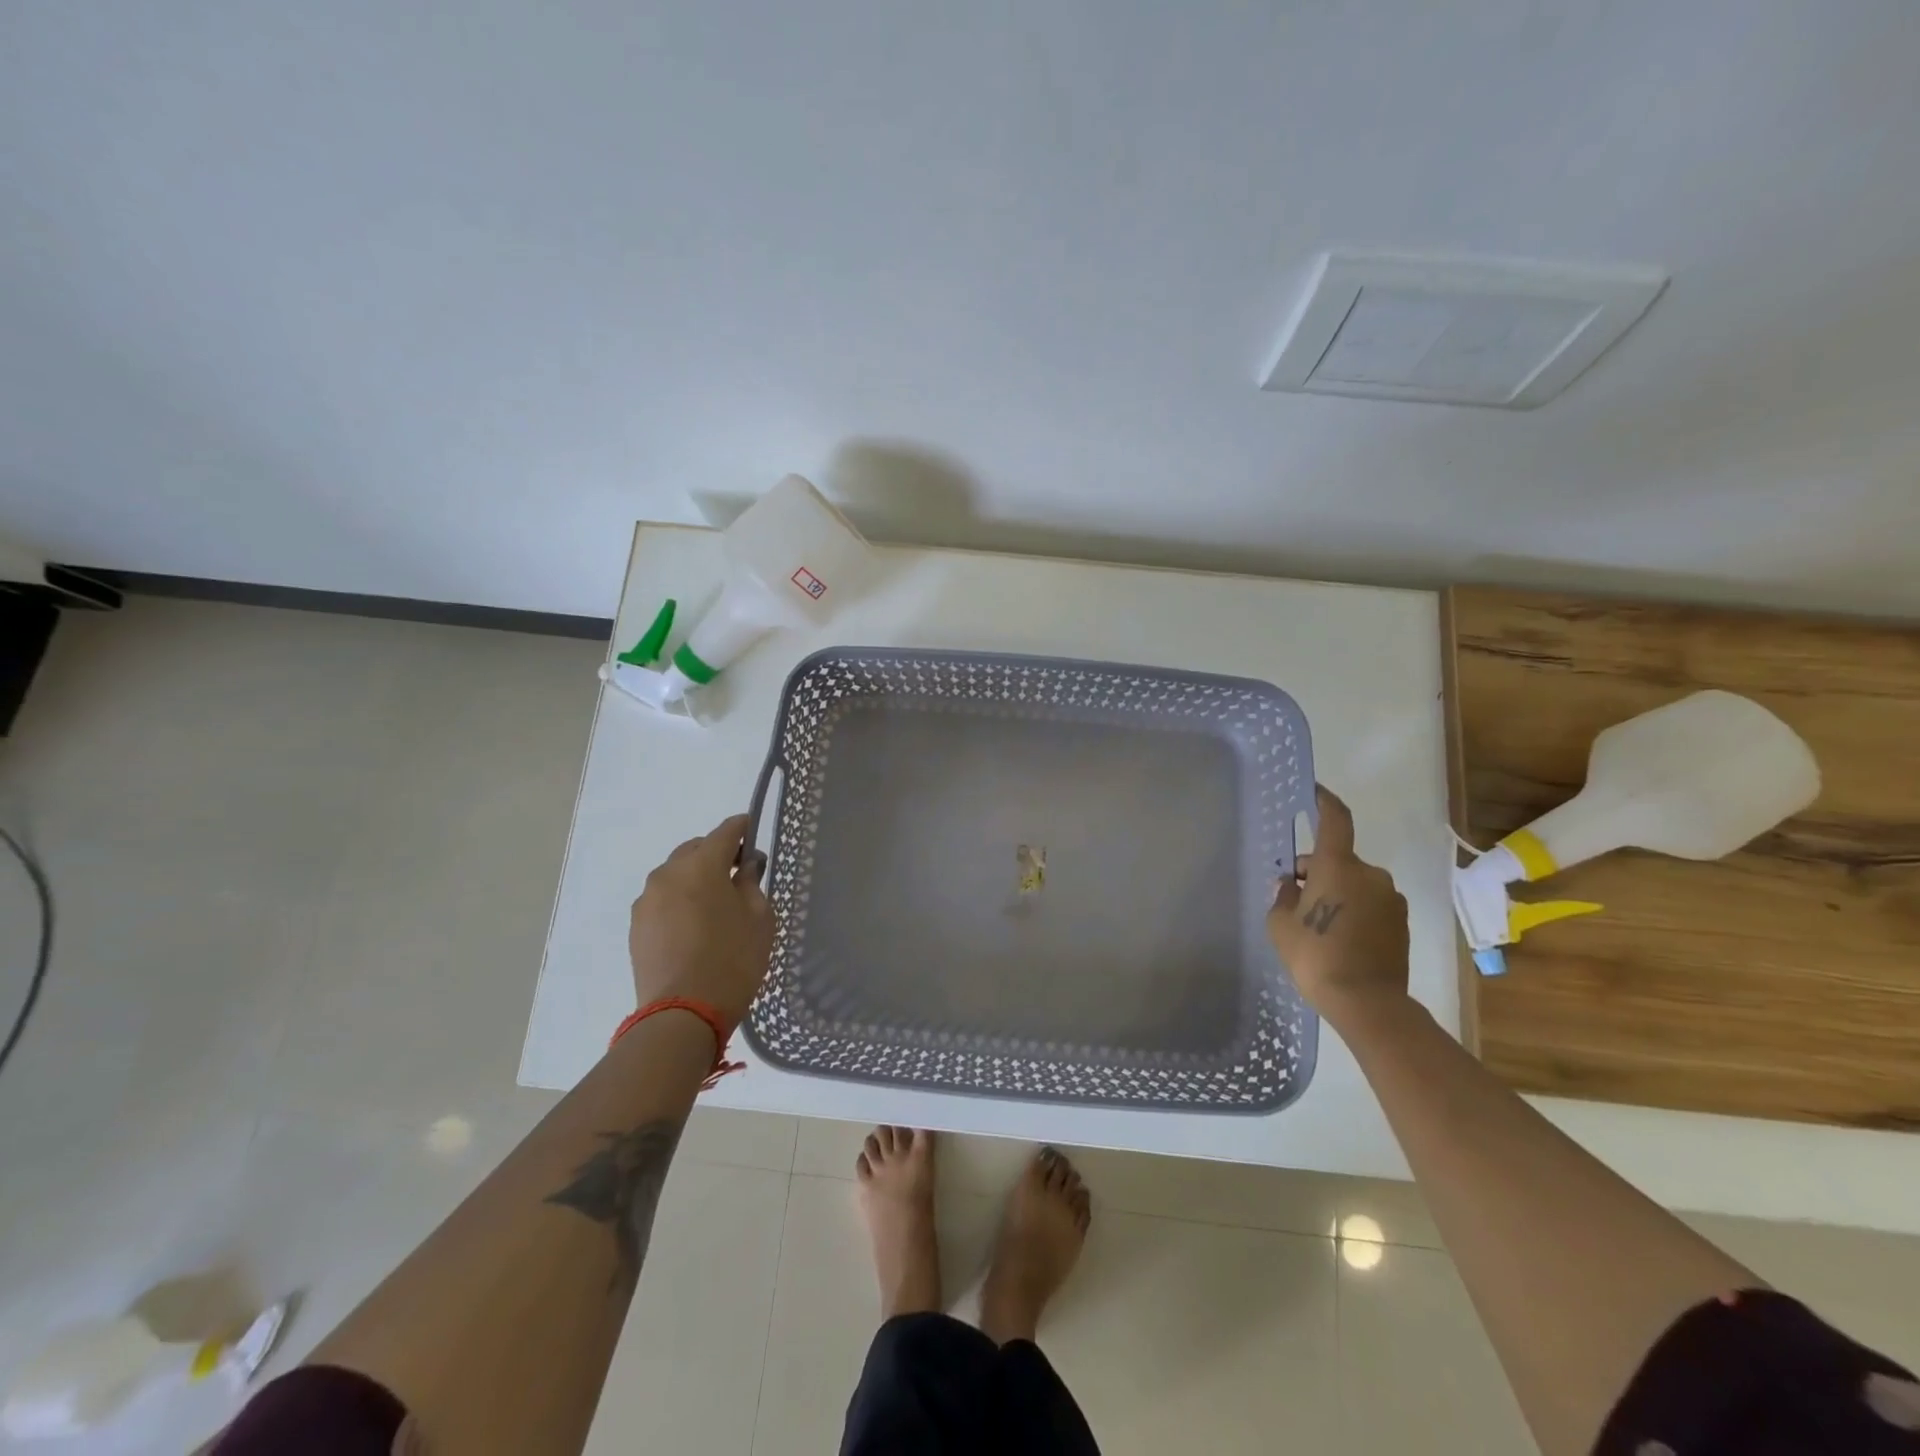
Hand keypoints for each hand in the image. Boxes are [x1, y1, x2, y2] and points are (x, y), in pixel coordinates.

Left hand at [629, 814, 774, 1027]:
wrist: (683, 1013)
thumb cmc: (733, 959)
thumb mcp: (759, 918)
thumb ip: (751, 883)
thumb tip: (745, 865)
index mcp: (701, 865)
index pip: (725, 831)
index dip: (742, 828)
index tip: (753, 831)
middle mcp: (668, 873)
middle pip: (696, 849)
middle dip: (716, 854)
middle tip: (738, 874)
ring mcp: (647, 900)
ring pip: (675, 874)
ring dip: (695, 878)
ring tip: (714, 903)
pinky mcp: (637, 926)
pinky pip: (663, 899)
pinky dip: (679, 900)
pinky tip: (694, 924)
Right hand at [1267, 786, 1410, 1023]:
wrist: (1366, 1002)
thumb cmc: (1315, 956)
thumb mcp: (1280, 924)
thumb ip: (1283, 896)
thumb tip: (1291, 884)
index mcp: (1338, 865)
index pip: (1335, 819)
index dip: (1324, 801)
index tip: (1314, 791)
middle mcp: (1369, 874)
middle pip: (1339, 859)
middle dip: (1317, 870)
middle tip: (1296, 898)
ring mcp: (1390, 898)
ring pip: (1356, 883)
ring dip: (1337, 892)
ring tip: (1319, 924)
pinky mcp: (1402, 923)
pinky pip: (1371, 904)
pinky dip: (1355, 911)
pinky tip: (1341, 938)